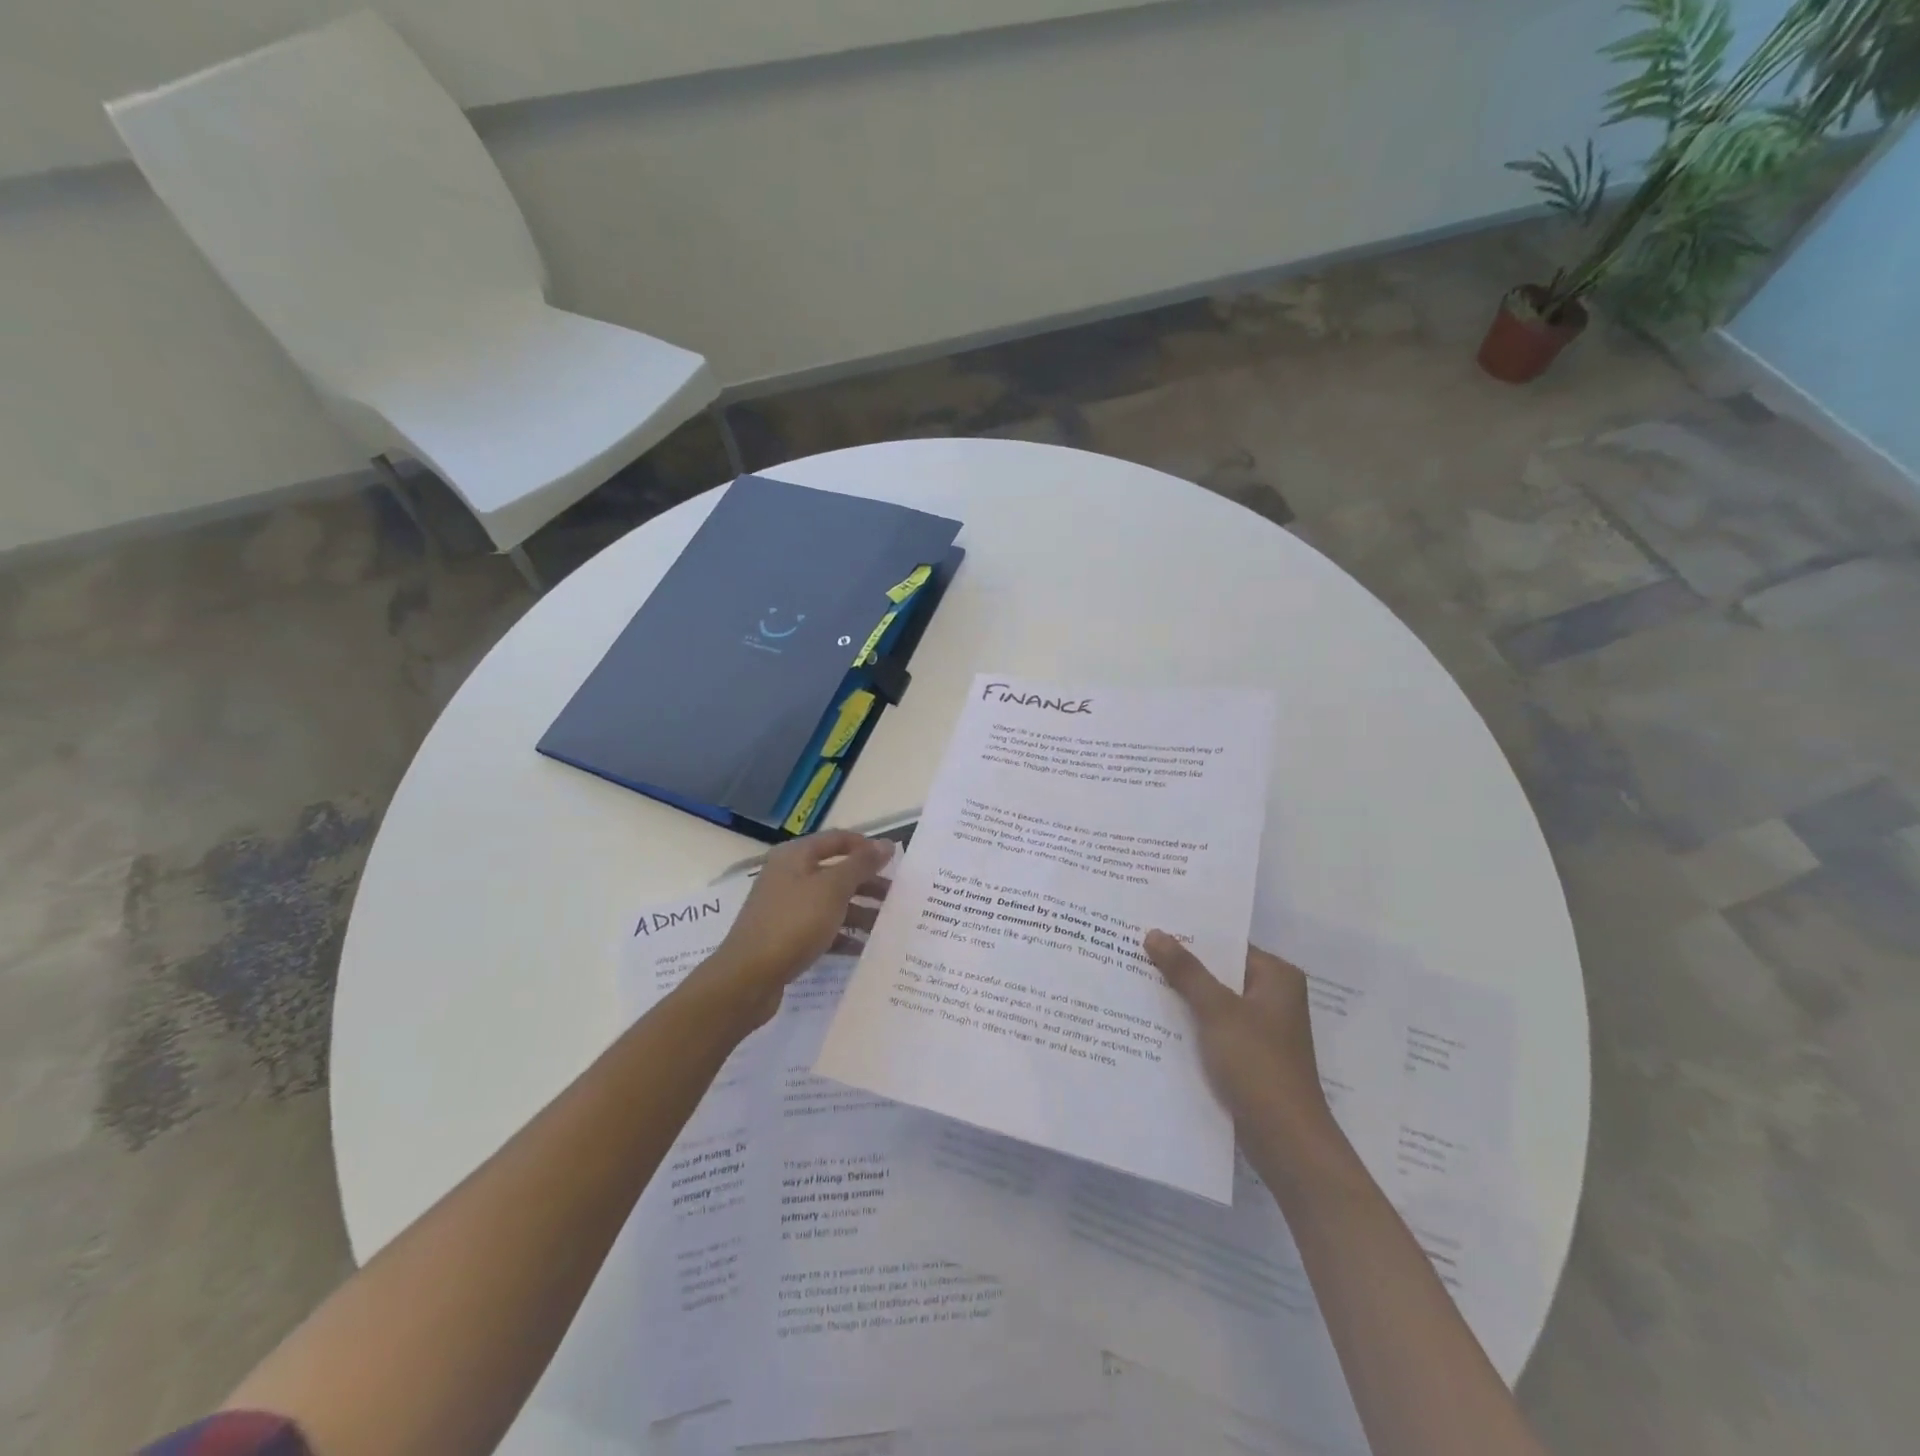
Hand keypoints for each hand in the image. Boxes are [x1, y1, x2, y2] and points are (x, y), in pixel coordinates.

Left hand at [696, 831, 893, 1028]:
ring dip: (860, 911)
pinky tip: (865, 948)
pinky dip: (843, 935)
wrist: (747, 978)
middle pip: (836, 872)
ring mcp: (786, 907)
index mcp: (795, 856)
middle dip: (868, 883)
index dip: (866, 847)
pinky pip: (822, 929)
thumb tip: (885, 844)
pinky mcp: (786, 937)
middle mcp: (789, 876)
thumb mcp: (833, 889)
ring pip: (831, 902)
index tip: (895, 862)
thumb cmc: (793, 923)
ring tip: (888, 926)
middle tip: (898, 898)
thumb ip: (861, 864)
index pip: (838, 839)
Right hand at [1143, 933, 1332, 1150]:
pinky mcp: (1249, 1055)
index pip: (1226, 945)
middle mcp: (1273, 997)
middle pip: (1218, 973)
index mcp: (1277, 977)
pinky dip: (1190, 1024)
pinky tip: (1154, 1021)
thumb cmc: (1257, 1064)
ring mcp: (1261, 1028)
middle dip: (1180, 967)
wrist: (1285, 1140)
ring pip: (1213, 1002)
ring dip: (1182, 997)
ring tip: (1136, 980)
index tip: (1150, 928)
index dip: (1189, 937)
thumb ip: (1186, 971)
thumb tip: (1155, 933)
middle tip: (1135, 951)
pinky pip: (1213, 1028)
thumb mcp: (1217, 1011)